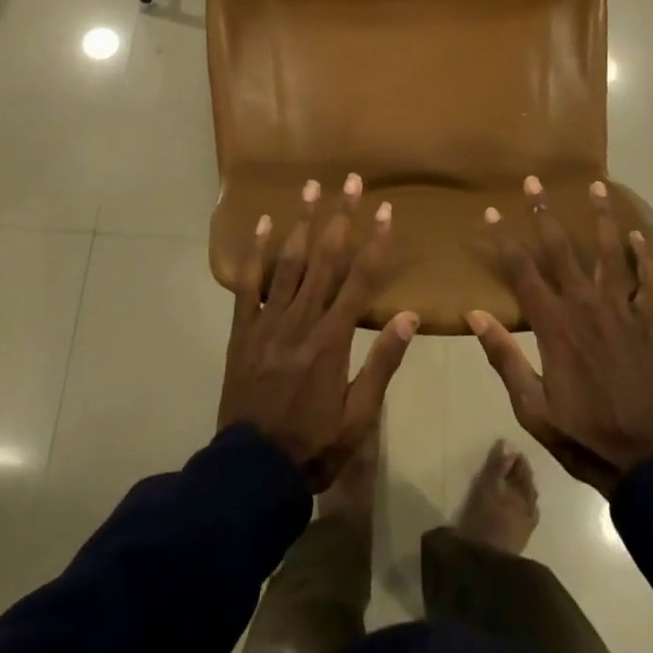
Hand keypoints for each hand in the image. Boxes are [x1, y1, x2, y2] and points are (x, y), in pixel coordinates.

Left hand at [217, 175, 417, 489]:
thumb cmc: (313, 446)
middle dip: (340, 216)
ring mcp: (268, 320)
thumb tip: (409, 317)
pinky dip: (256, 251)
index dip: (374, 242)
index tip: (385, 210)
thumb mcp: (359, 417)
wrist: (252, 472)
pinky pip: (248, 283)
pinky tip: (263, 222)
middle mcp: (302, 319)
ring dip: (301, 221)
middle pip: (325, 258)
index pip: (359, 279)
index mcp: (332, 339)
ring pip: (288, 261)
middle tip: (351, 181)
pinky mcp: (243, 328)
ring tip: (311, 186)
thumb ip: (382, 364)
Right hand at [467, 178, 652, 495]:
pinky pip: (648, 286)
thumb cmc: (582, 434)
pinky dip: (645, 260)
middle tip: (534, 182)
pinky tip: (640, 238)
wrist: (644, 462)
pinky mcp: (645, 326)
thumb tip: (474, 314)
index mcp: (555, 326)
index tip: (490, 212)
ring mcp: (619, 313)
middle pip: (562, 250)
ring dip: (602, 219)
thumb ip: (504, 357)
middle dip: (544, 213)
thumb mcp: (532, 406)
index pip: (522, 272)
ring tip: (597, 186)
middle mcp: (586, 307)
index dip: (504, 240)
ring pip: (610, 255)